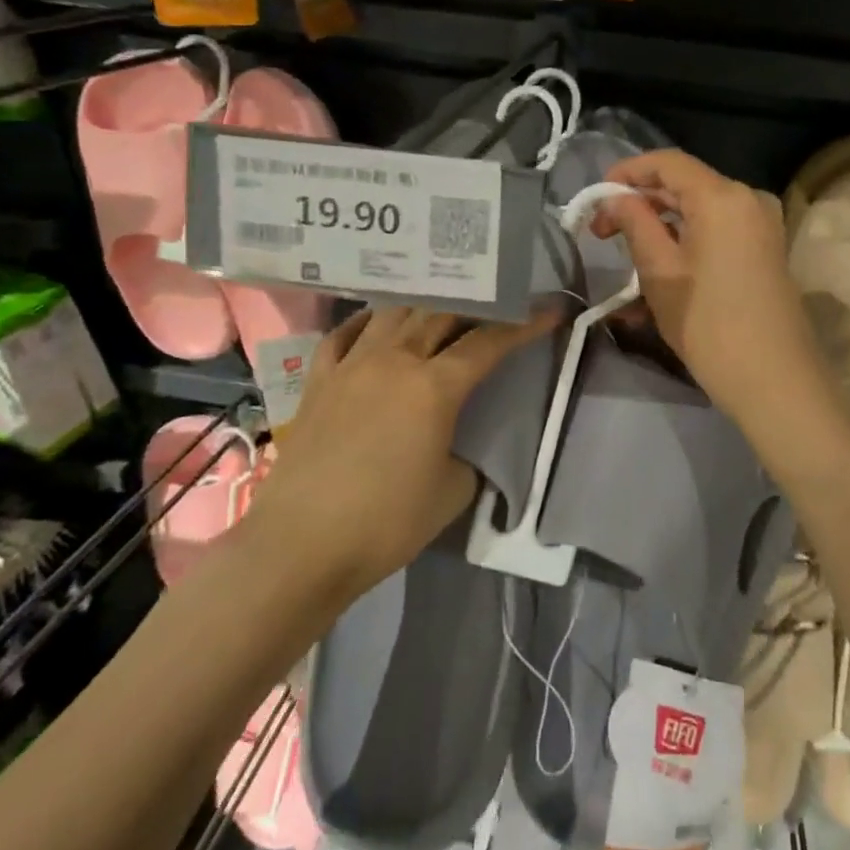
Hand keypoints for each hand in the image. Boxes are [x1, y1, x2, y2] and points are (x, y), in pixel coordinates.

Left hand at [244, 306, 555, 590]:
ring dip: (425, 305)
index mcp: (433, 386)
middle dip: (476, 304)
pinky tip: (378, 323)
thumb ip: (468, 453)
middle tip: (498, 305)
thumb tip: (459, 441)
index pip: (488, 342)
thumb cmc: (386, 523)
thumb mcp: (453, 492)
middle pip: (440, 313)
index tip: (549, 310)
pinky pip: (344, 335)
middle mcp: (393, 360)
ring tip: (443, 307)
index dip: (523, 325)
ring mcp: (351, 365)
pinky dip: (367, 322)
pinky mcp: (318, 381)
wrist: (300, 545)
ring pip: (393, 313)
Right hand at [593, 150, 828, 427]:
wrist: (774, 379)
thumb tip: (614, 198)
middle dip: (640, 203)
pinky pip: (718, 231)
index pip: (667, 162)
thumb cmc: (708, 323)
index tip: (596, 197)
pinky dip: (686, 241)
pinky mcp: (766, 250)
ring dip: (660, 226)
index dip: (627, 172)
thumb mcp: (660, 272)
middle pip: (685, 185)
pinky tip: (660, 269)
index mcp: (723, 196)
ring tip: (627, 257)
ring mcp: (762, 225)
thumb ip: (634, 223)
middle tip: (603, 234)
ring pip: (700, 210)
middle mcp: (748, 199)